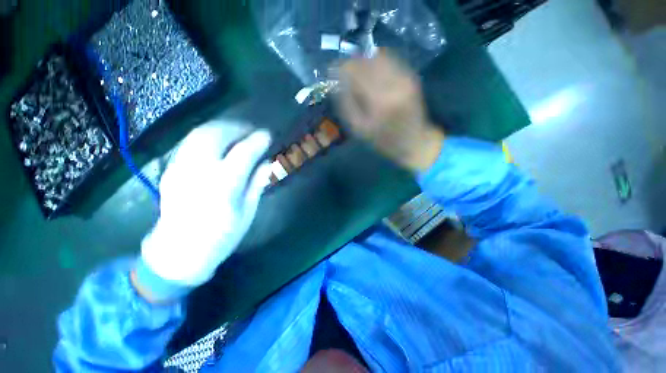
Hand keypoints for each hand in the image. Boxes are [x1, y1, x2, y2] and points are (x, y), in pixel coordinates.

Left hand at [140, 122, 272, 287]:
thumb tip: (267, 162)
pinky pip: (190, 142)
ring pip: (199, 134)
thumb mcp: (247, 211)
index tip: (268, 135)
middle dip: (237, 127)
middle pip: (216, 135)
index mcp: (223, 185)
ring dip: (222, 127)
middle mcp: (198, 171)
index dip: (257, 140)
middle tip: (252, 130)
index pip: (243, 152)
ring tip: (238, 131)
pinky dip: (207, 135)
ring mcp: (180, 168)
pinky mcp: (171, 169)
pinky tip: (219, 141)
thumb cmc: (221, 235)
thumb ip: (257, 183)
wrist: (179, 251)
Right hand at [337, 50, 444, 171]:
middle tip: (343, 73)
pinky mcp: (411, 76)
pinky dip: (376, 62)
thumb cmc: (383, 140)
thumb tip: (337, 82)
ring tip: (356, 73)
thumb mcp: (359, 129)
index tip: (331, 71)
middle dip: (351, 63)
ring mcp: (405, 77)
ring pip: (379, 56)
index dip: (340, 68)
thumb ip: (346, 104)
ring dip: (363, 61)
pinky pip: (390, 60)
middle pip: (367, 60)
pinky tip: (371, 73)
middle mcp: (393, 83)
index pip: (355, 71)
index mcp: (379, 100)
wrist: (414, 141)